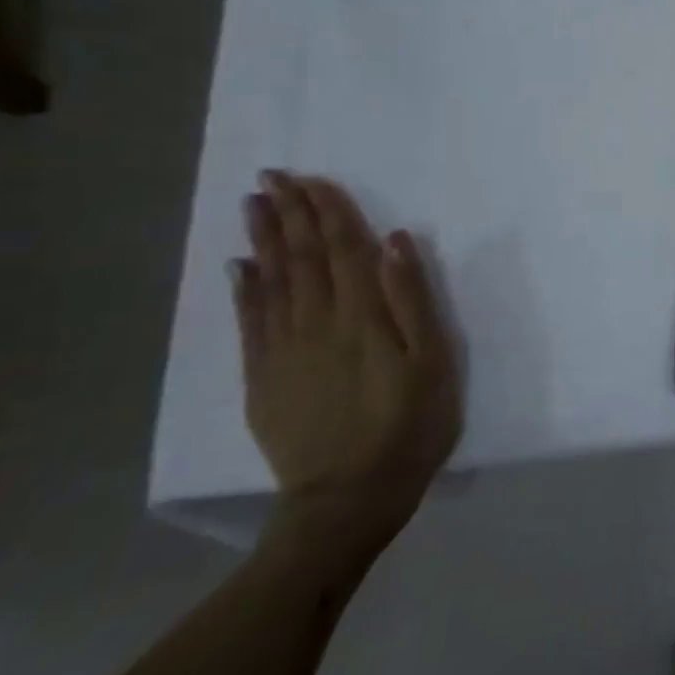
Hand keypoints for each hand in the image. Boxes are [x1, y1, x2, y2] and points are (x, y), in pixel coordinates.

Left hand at [233, 171, 459, 553]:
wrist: (349, 497)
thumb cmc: (411, 424)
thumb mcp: (434, 360)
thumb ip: (413, 299)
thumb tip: (395, 242)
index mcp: (363, 315)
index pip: (345, 250)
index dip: (330, 212)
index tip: (314, 179)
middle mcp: (317, 323)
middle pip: (303, 258)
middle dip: (290, 214)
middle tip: (273, 177)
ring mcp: (284, 350)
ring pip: (272, 282)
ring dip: (265, 239)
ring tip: (255, 205)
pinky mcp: (263, 378)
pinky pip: (250, 322)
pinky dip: (245, 289)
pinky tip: (241, 267)